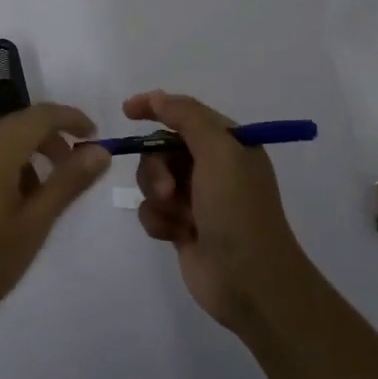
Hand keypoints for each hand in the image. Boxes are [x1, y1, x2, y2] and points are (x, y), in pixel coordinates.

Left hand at [0, 103, 109, 334]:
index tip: (97, 137)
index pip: (42, 115)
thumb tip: (100, 150)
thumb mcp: (33, 225)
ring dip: (31, 154)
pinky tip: (12, 205)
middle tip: (77, 170)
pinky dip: (8, 166)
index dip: (73, 119)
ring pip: (2, 141)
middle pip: (21, 124)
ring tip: (45, 196)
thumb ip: (68, 183)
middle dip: (53, 139)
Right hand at [126, 90, 316, 332]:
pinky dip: (159, 220)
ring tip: (177, 216)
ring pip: (152, 179)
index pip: (185, 113)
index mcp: (229, 144)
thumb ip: (187, 117)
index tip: (128, 111)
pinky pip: (152, 210)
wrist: (249, 281)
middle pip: (161, 148)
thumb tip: (157, 97)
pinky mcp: (182, 226)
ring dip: (157, 195)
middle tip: (168, 188)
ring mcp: (197, 198)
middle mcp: (213, 167)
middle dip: (156, 166)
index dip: (156, 107)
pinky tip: (176, 235)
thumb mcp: (219, 152)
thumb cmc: (237, 210)